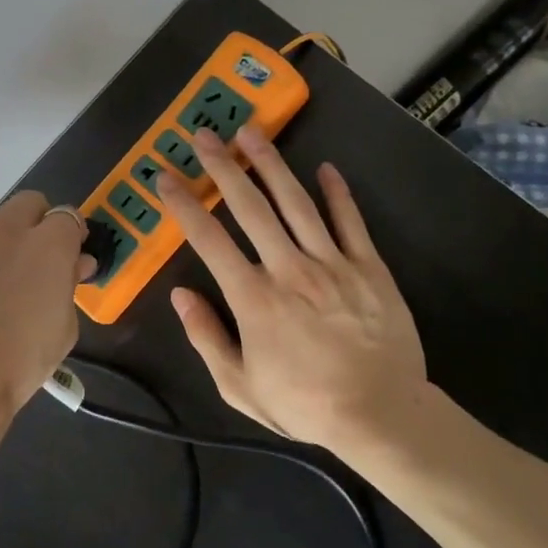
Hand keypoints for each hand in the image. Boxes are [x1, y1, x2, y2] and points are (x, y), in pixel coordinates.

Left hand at [0, 192, 94, 493]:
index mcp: (48, 243)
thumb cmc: (19, 362)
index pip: (68, 217)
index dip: (70, 237)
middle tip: (33, 266)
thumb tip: (74, 264)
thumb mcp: (63, 328)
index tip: (69, 259)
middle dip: (36, 226)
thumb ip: (69, 284)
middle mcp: (5, 227)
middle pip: (28, 204)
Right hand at [155, 126, 426, 455]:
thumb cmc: (305, 403)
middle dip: (222, 167)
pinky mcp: (369, 267)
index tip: (165, 177)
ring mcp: (333, 264)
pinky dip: (338, 193)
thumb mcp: (240, 387)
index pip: (209, 240)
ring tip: (251, 131)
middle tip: (203, 134)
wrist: (381, 416)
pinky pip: (350, 222)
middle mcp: (289, 269)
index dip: (183, 205)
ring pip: (297, 203)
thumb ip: (207, 338)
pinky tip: (325, 167)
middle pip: (250, 207)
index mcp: (253, 299)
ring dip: (271, 164)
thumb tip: (180, 295)